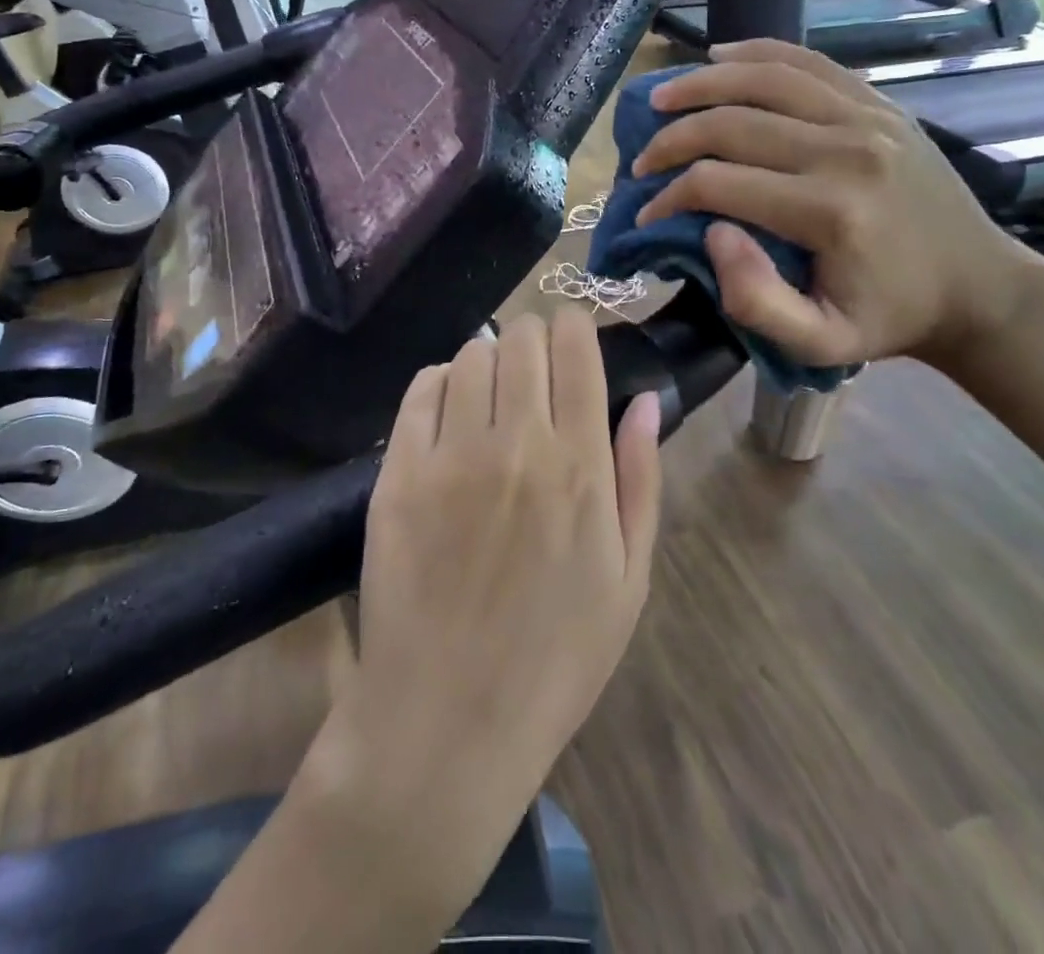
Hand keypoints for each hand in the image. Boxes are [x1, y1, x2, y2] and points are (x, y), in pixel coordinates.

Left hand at [322, 313, 661, 856]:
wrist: (447, 718)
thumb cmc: (555, 656)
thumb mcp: (628, 578)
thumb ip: (640, 479)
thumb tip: (645, 400)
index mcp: (578, 466)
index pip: (575, 350)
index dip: (574, 326)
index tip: (573, 336)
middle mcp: (515, 444)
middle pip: (521, 339)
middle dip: (533, 337)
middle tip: (534, 369)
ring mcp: (450, 455)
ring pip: (471, 355)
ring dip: (488, 359)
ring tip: (493, 393)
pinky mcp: (397, 472)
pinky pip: (421, 390)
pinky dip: (440, 382)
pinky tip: (450, 409)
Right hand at [630, 38, 1041, 370]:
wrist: (978, 287)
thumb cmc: (890, 319)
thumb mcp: (821, 344)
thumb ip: (756, 302)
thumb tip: (712, 234)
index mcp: (829, 211)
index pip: (717, 183)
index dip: (668, 197)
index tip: (645, 215)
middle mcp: (845, 150)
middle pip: (731, 123)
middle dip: (671, 140)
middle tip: (641, 162)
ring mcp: (867, 117)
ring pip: (764, 79)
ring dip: (701, 84)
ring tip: (660, 98)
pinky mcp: (879, 104)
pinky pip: (808, 62)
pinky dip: (758, 52)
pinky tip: (720, 55)